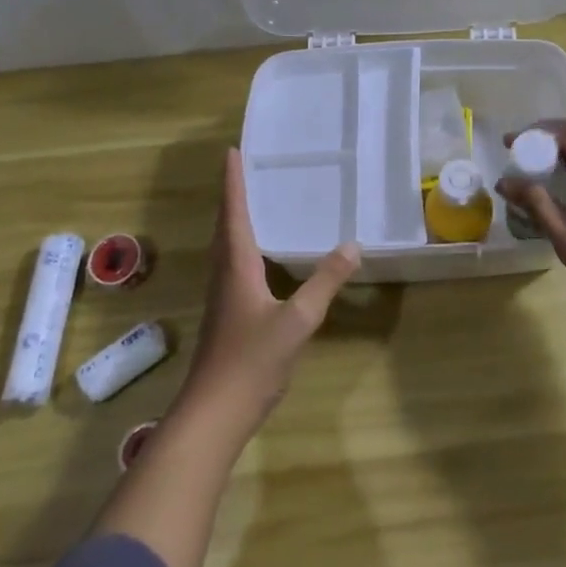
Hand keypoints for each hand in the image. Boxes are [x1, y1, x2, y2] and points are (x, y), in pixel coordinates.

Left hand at [179, 149, 359, 434]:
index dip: (233, 183)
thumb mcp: (298, 320)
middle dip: (233, 196)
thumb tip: (352, 245)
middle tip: (245, 169)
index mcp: (237, 267)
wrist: (213, 415)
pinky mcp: (228, 316)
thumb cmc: (252, 361)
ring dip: (236, 220)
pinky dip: (244, 246)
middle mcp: (225, 275)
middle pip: (226, 226)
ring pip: (227, 248)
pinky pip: (235, 266)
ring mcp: (224, 298)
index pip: (234, 214)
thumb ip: (325, 281)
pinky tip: (262, 257)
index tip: (232, 152)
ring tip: (254, 202)